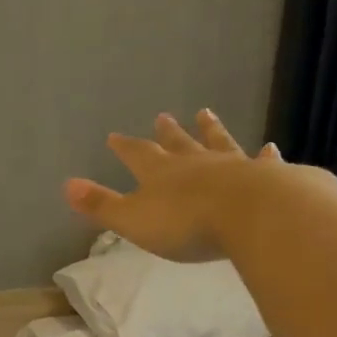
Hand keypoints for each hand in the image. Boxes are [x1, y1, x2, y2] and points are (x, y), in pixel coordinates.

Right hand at [64, 109, 286, 262]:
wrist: (252, 215)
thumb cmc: (186, 223)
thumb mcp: (133, 219)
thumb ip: (101, 205)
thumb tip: (66, 185)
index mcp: (160, 173)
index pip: (137, 155)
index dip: (124, 147)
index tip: (114, 136)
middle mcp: (195, 163)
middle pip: (177, 143)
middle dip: (167, 133)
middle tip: (163, 116)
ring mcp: (232, 166)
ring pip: (217, 143)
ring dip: (210, 130)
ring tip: (205, 113)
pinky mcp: (267, 177)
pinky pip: (262, 162)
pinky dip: (265, 156)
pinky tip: (270, 148)